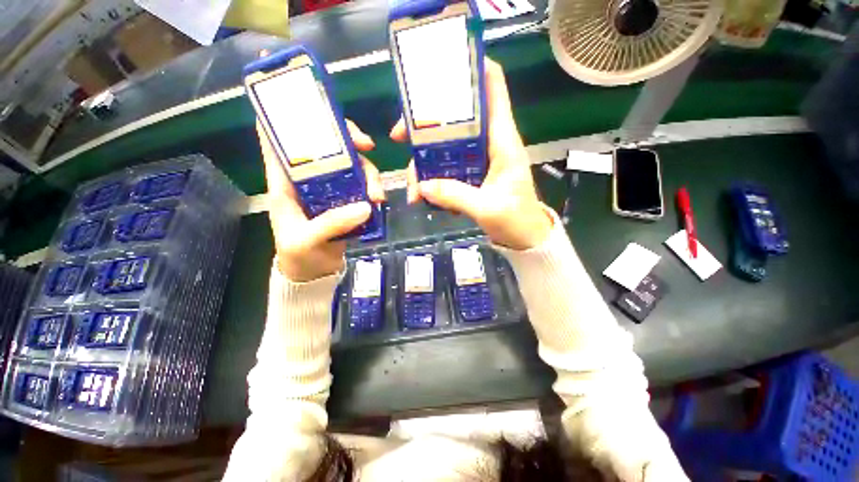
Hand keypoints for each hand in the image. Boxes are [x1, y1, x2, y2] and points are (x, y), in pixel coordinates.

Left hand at [258, 119, 385, 281]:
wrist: (314, 273)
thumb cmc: (298, 255)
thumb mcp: (305, 240)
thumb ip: (331, 224)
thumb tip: (364, 206)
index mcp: (285, 181)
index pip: (277, 140)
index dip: (289, 117)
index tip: (313, 107)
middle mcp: (308, 179)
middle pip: (327, 145)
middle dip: (348, 139)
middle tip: (368, 146)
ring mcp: (331, 189)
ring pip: (351, 165)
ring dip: (368, 172)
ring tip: (377, 195)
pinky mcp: (348, 201)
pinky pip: (363, 185)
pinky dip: (373, 188)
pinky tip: (379, 200)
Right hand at [390, 58, 551, 249]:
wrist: (525, 238)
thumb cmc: (516, 220)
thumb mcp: (487, 209)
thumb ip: (456, 196)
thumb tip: (423, 186)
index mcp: (502, 141)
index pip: (492, 89)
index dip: (470, 71)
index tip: (438, 72)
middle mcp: (489, 144)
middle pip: (455, 120)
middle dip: (425, 126)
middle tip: (399, 137)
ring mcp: (478, 160)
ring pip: (445, 148)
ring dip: (424, 164)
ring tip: (414, 192)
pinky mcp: (471, 175)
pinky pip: (446, 169)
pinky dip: (432, 180)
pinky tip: (424, 197)